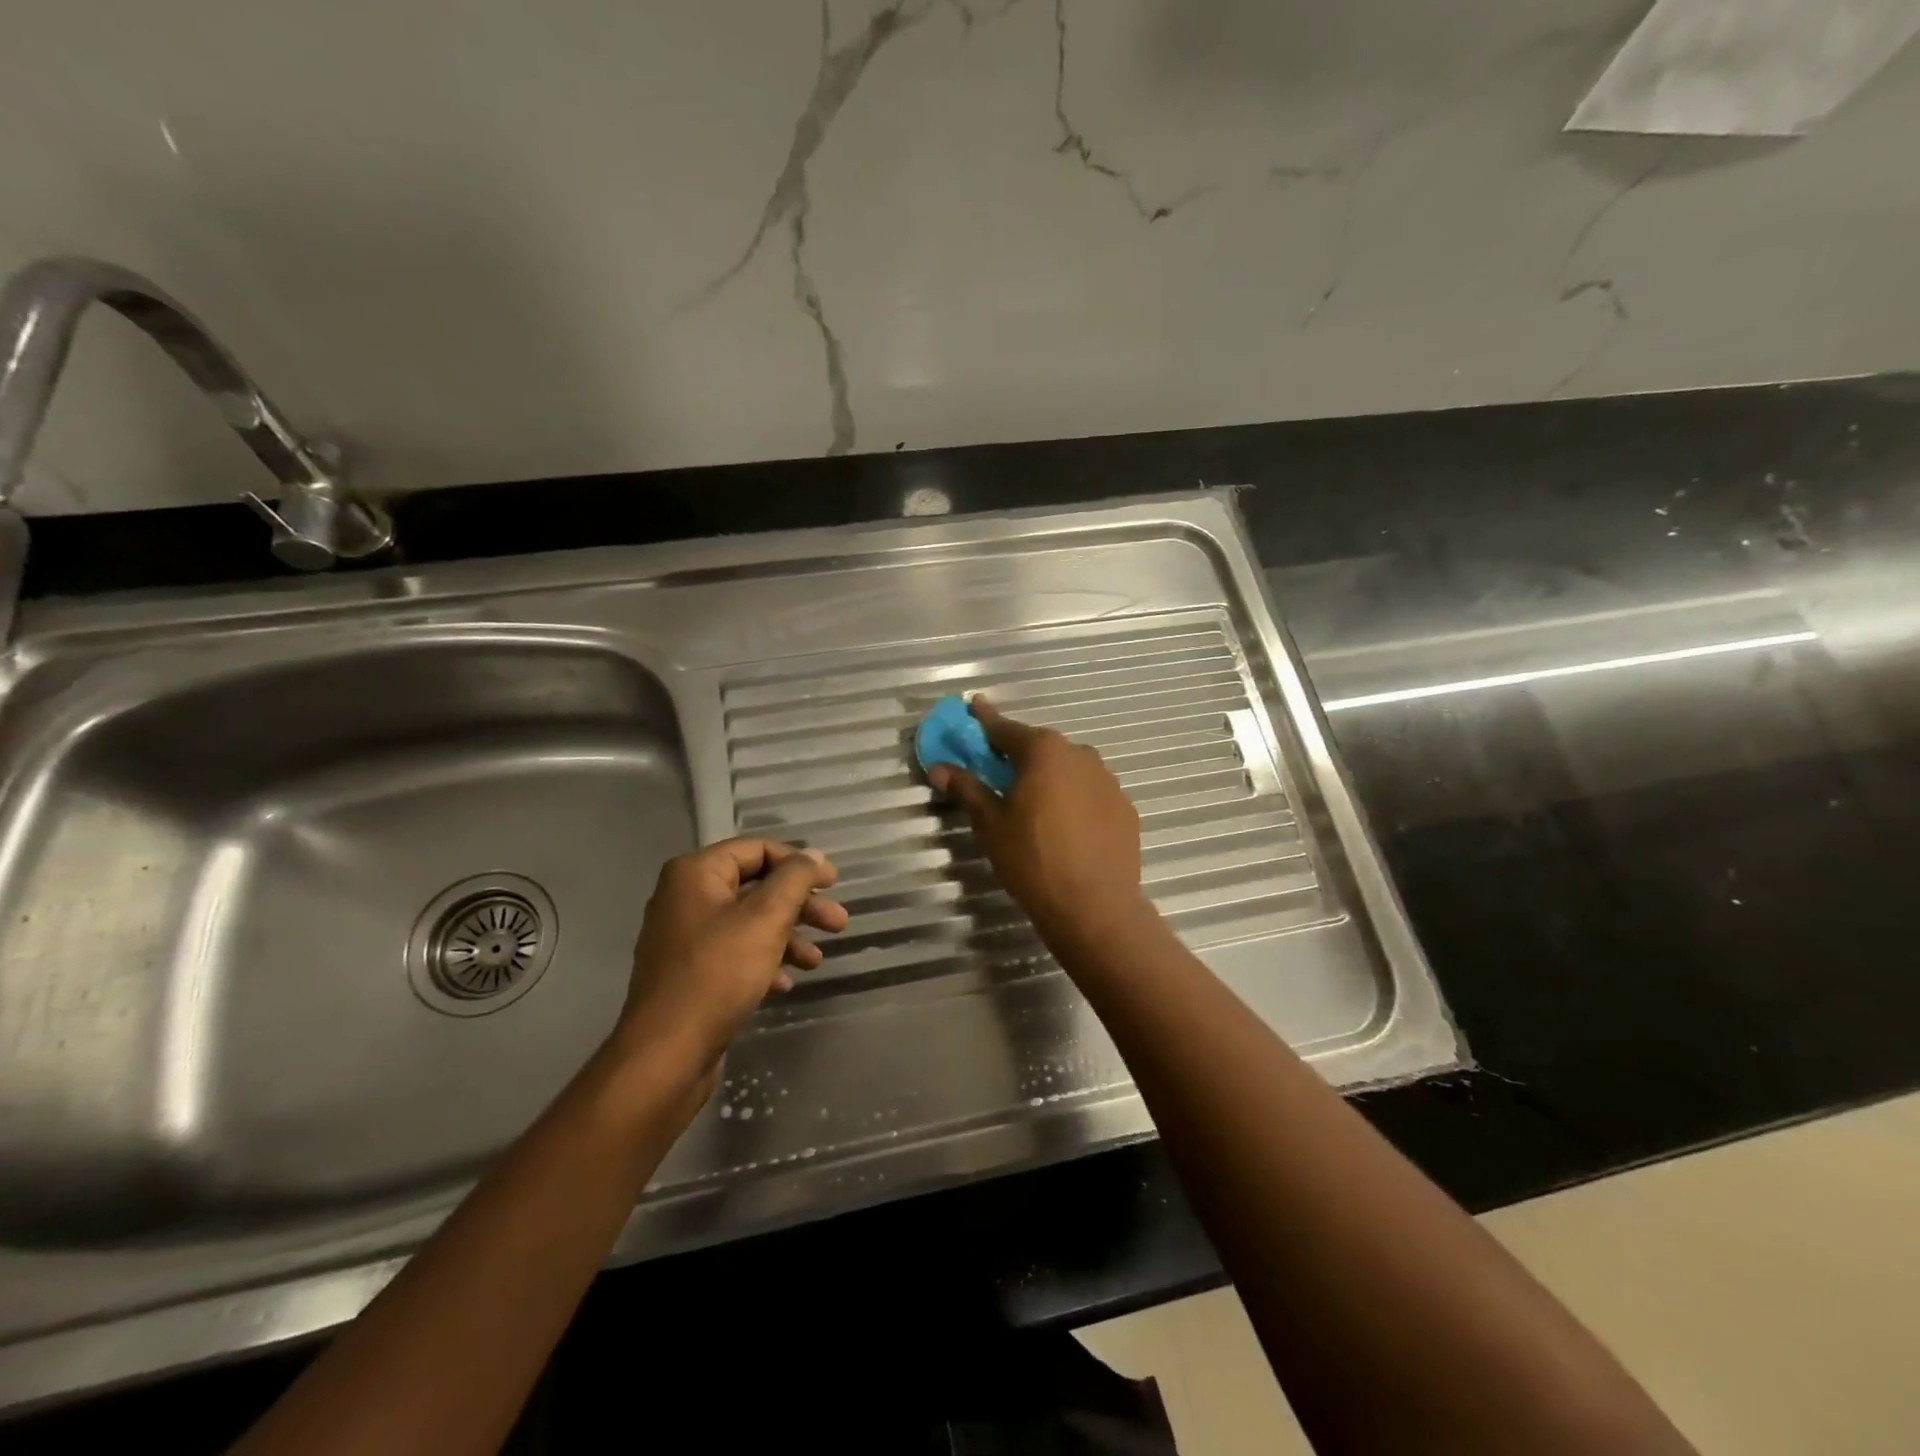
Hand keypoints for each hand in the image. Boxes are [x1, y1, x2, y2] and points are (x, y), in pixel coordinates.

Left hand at [614, 839, 846, 1078]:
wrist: (666, 1055)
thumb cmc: (718, 975)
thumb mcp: (765, 919)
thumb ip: (794, 880)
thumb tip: (813, 854)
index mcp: (695, 874)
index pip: (757, 849)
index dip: (799, 863)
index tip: (833, 883)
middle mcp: (685, 897)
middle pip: (755, 886)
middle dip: (800, 905)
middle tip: (838, 924)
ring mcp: (685, 937)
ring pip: (748, 922)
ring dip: (787, 936)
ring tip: (817, 961)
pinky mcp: (689, 973)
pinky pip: (734, 952)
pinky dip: (764, 960)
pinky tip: (785, 983)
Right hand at [928, 698, 1144, 937]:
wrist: (1095, 905)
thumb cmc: (1032, 858)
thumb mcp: (991, 824)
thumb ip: (967, 789)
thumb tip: (940, 768)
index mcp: (1043, 751)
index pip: (1004, 729)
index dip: (984, 720)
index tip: (973, 705)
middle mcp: (1079, 754)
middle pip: (1039, 747)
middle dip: (1017, 755)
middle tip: (998, 771)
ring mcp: (1108, 780)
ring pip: (1068, 769)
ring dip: (1049, 777)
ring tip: (1034, 805)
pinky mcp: (1125, 808)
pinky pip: (1090, 794)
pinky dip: (1074, 799)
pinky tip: (1066, 827)